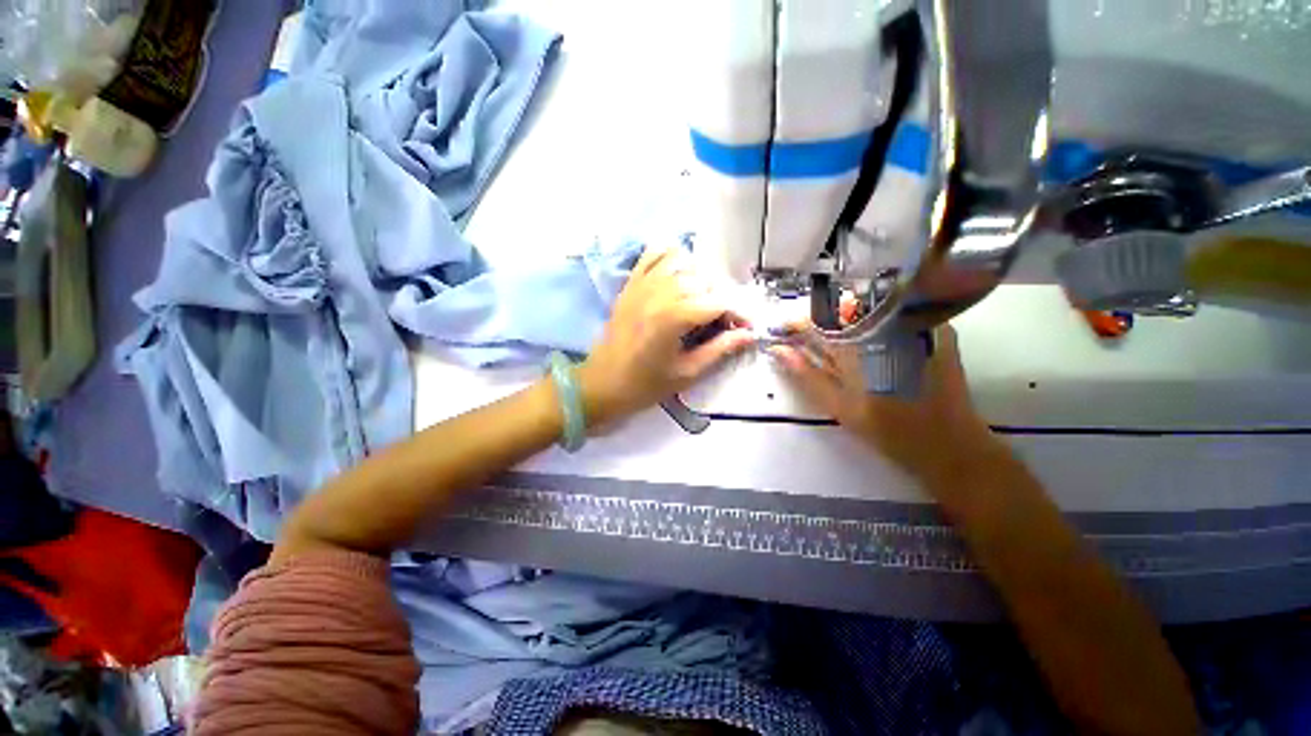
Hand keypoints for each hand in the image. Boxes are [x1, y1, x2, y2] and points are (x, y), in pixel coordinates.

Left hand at [579, 247, 754, 427]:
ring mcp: (642, 284)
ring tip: (703, 300)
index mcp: (674, 317)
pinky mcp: (631, 283)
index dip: (739, 313)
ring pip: (684, 262)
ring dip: (701, 278)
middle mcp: (659, 292)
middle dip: (722, 297)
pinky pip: (654, 255)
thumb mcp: (687, 373)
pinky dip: (672, 257)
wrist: (601, 383)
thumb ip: (720, 349)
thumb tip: (749, 334)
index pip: (720, 301)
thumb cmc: (644, 385)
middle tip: (724, 320)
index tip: (746, 328)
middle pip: (705, 279)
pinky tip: (680, 275)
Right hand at [770, 326, 999, 483]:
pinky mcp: (935, 328)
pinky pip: (892, 314)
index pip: (818, 318)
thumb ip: (805, 374)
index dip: (796, 323)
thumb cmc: (888, 429)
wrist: (949, 444)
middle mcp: (886, 324)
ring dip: (842, 322)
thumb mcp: (838, 405)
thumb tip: (778, 350)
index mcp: (860, 344)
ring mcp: (915, 323)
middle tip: (804, 340)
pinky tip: (867, 342)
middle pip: (841, 309)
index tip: (782, 331)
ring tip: (833, 344)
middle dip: (819, 323)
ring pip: (865, 309)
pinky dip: (871, 323)